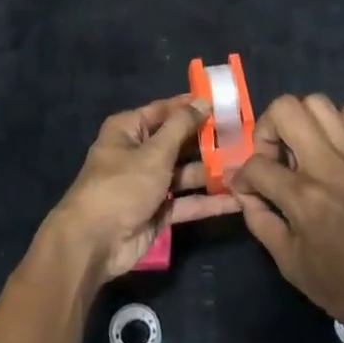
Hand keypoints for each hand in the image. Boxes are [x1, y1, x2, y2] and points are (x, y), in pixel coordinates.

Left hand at [44, 96, 241, 283]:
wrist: (94, 242)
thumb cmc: (121, 185)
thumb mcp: (153, 152)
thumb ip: (181, 127)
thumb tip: (202, 100)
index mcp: (129, 130)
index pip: (165, 110)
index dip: (192, 106)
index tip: (224, 102)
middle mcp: (139, 153)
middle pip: (179, 142)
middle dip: (209, 142)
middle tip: (246, 138)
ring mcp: (150, 184)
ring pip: (186, 173)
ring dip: (213, 172)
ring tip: (249, 168)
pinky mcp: (159, 211)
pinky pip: (187, 202)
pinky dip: (209, 202)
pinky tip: (238, 200)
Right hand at [232, 96, 343, 342]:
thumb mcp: (290, 264)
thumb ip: (260, 221)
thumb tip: (246, 192)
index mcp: (303, 196)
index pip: (256, 163)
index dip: (244, 177)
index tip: (249, 189)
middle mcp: (329, 165)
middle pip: (285, 109)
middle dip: (267, 129)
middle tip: (274, 156)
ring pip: (320, 103)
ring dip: (302, 121)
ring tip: (305, 148)